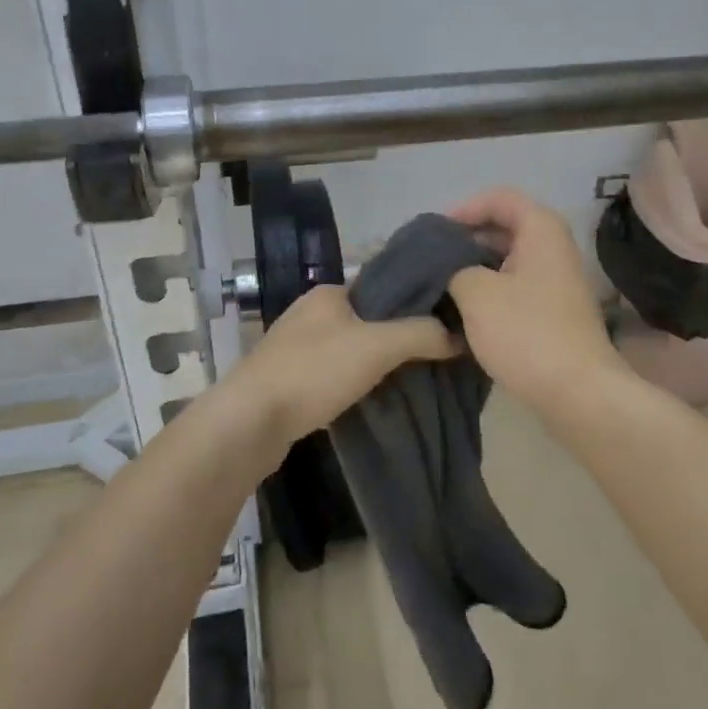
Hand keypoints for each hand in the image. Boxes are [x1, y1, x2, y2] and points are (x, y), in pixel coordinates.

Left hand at [226, 284, 455, 451]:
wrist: (249, 422)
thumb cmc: (313, 372)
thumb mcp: (377, 346)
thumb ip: (420, 334)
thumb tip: (458, 335)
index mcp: (329, 293)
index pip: (383, 286)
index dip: (415, 302)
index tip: (446, 321)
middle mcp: (311, 313)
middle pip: (369, 319)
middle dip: (399, 336)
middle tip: (436, 354)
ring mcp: (297, 348)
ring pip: (352, 348)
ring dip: (377, 362)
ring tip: (414, 378)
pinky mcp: (290, 380)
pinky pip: (335, 374)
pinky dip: (356, 382)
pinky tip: (375, 397)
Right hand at [445, 188, 628, 412]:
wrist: (578, 392)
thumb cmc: (526, 333)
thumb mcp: (476, 293)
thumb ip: (454, 267)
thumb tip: (449, 268)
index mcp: (541, 230)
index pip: (500, 198)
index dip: (464, 209)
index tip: (435, 234)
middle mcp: (554, 247)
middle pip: (505, 226)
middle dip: (467, 239)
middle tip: (431, 259)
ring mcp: (557, 280)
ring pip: (508, 259)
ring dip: (476, 267)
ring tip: (441, 284)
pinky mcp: (554, 310)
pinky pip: (516, 285)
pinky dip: (490, 290)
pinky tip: (465, 310)